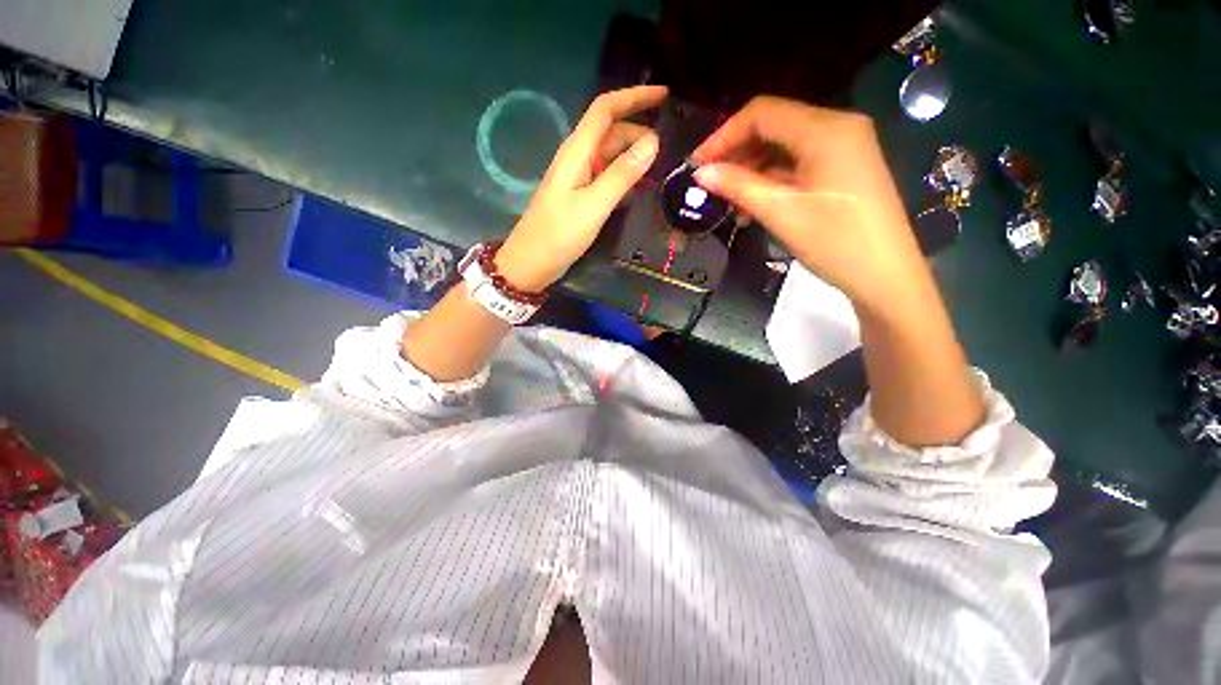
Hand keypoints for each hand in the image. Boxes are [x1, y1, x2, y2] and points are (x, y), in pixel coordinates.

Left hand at [495, 86, 666, 291]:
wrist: (531, 262)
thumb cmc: (559, 234)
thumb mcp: (594, 205)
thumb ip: (622, 174)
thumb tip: (653, 141)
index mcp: (577, 151)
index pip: (605, 109)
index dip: (634, 97)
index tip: (665, 95)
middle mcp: (577, 158)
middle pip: (611, 132)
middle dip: (640, 131)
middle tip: (671, 146)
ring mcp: (578, 178)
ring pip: (610, 154)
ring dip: (634, 154)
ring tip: (661, 165)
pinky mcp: (580, 196)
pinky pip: (606, 175)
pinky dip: (625, 175)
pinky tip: (640, 186)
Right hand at [691, 96, 928, 315]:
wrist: (885, 275)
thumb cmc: (834, 242)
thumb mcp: (780, 212)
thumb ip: (738, 186)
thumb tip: (700, 173)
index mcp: (825, 129)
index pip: (762, 113)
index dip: (723, 135)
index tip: (696, 165)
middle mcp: (837, 126)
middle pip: (773, 126)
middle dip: (737, 154)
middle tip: (710, 186)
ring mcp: (844, 146)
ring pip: (784, 147)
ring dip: (753, 171)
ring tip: (731, 204)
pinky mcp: (844, 167)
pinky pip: (799, 163)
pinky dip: (772, 180)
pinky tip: (756, 205)